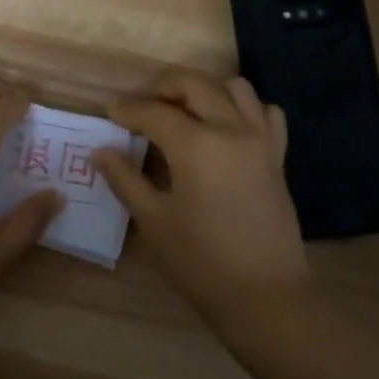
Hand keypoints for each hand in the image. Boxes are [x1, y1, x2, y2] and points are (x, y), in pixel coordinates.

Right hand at [92, 68, 308, 328]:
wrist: (264, 295)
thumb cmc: (201, 262)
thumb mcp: (153, 221)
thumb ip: (125, 179)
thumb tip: (100, 151)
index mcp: (195, 144)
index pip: (153, 111)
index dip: (127, 109)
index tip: (109, 111)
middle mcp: (230, 129)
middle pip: (194, 84)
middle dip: (162, 85)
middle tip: (141, 103)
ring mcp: (260, 139)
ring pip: (234, 88)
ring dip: (204, 89)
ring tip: (183, 109)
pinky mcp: (278, 155)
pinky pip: (265, 113)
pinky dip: (244, 108)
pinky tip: (227, 126)